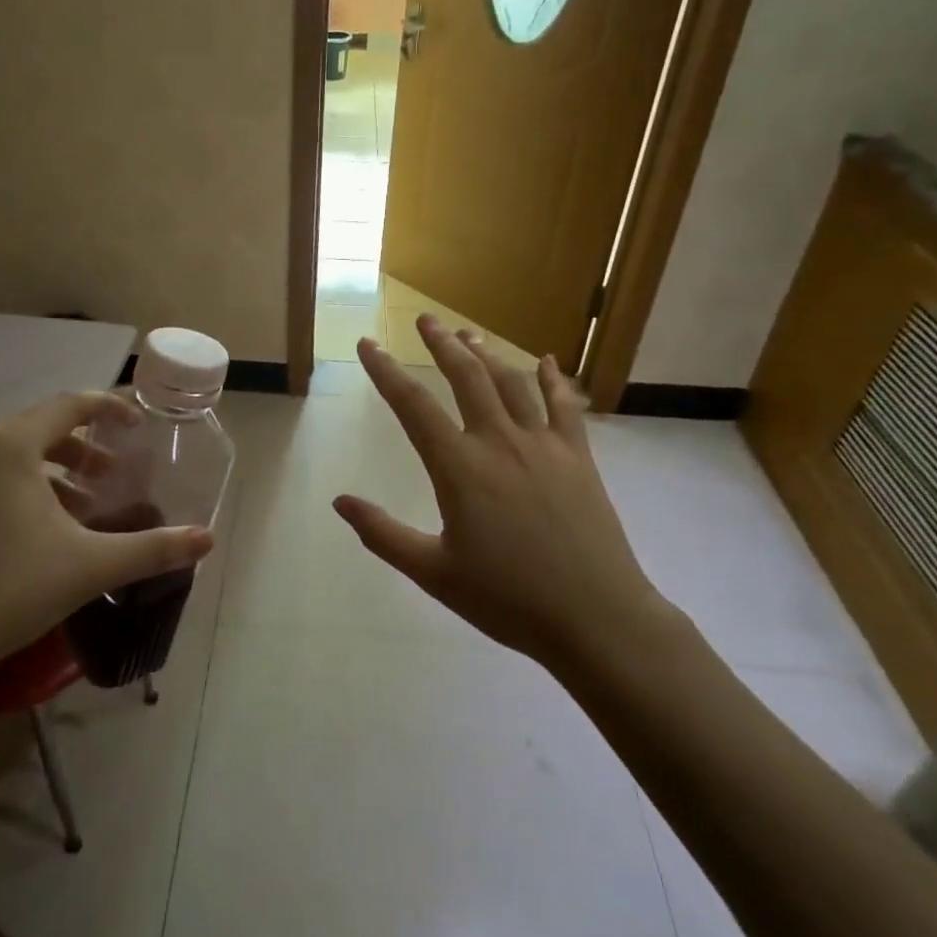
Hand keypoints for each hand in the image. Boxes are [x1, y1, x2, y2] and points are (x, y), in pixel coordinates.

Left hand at [0, 392, 212, 702]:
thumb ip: (152, 549)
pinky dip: (16, 495)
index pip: (70, 405)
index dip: (109, 408)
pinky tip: (31, 540)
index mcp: (10, 446)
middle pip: (39, 431)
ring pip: (9, 461)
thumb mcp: (89, 566)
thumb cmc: (7, 589)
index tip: (137, 424)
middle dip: (82, 451)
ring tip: (79, 512)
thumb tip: (207, 540)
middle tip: (111, 477)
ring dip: (50, 476)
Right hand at [334, 316, 679, 672]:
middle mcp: (499, 442)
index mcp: (459, 468)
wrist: (596, 617)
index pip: (412, 406)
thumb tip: (340, 501)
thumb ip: (383, 534)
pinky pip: (565, 405)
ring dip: (487, 354)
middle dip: (441, 344)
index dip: (385, 371)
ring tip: (468, 334)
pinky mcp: (579, 457)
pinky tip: (546, 362)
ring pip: (512, 383)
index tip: (367, 344)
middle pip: (466, 377)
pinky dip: (553, 379)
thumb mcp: (433, 573)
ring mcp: (544, 445)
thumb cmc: (507, 599)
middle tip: (425, 319)